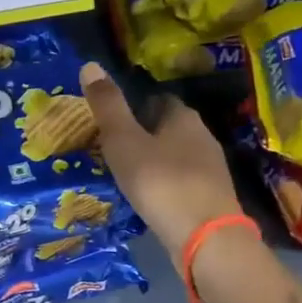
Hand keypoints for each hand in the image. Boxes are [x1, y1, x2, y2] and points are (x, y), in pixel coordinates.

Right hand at [78, 61, 244, 253]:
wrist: (205, 238)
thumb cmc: (161, 182)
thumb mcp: (124, 142)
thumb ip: (108, 106)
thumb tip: (90, 64)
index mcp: (183, 117)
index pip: (158, 99)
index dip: (135, 105)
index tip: (113, 117)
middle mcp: (202, 137)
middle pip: (169, 127)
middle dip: (145, 134)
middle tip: (114, 146)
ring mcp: (211, 169)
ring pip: (177, 156)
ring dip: (155, 161)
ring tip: (126, 173)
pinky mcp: (211, 198)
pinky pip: (182, 182)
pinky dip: (165, 185)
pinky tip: (149, 197)